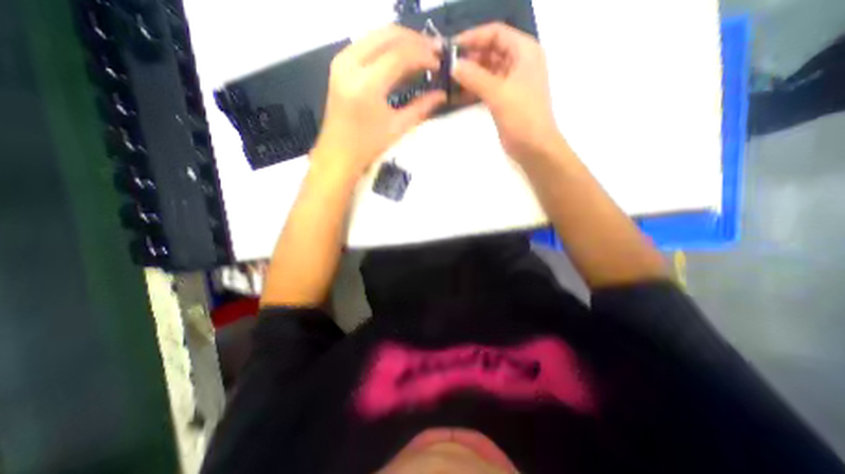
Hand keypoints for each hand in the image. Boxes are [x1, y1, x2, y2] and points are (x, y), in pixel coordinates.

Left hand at [311, 24, 448, 181]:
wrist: (338, 154)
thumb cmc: (368, 146)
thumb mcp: (397, 128)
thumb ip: (421, 107)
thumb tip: (442, 94)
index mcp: (366, 84)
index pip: (400, 55)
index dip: (423, 55)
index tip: (439, 62)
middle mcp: (351, 64)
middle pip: (388, 35)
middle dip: (414, 40)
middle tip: (434, 52)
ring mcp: (342, 61)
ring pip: (377, 35)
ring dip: (401, 40)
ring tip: (421, 54)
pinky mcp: (339, 64)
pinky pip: (367, 43)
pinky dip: (387, 47)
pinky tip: (401, 58)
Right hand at [452, 23, 562, 161]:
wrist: (533, 147)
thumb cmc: (522, 116)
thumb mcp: (498, 93)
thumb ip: (475, 77)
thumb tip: (453, 65)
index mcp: (524, 52)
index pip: (496, 33)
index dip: (473, 37)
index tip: (452, 47)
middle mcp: (518, 63)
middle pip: (490, 52)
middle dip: (469, 58)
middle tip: (446, 67)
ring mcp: (511, 82)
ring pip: (486, 71)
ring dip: (469, 75)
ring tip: (448, 81)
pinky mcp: (504, 99)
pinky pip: (486, 87)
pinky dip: (473, 89)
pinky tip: (457, 95)